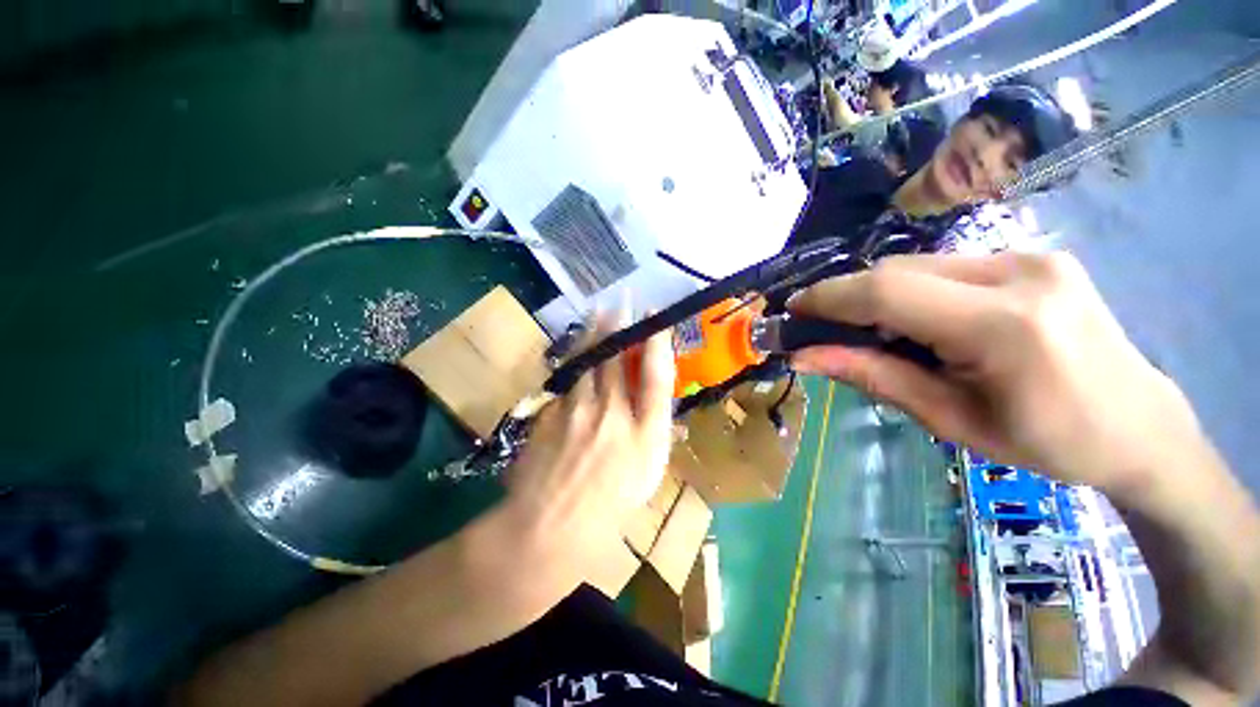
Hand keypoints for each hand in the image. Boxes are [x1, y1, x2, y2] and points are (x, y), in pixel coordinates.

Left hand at [499, 322, 675, 560]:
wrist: (549, 527)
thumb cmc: (608, 506)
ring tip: (599, 311)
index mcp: (645, 435)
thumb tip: (664, 408)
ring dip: (595, 333)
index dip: (658, 342)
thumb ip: (657, 435)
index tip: (656, 317)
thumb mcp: (648, 475)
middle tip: (622, 300)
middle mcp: (614, 415)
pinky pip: (567, 380)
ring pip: (588, 361)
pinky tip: (577, 351)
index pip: (656, 376)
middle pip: (618, 359)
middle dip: (621, 325)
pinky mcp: (551, 411)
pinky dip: (574, 361)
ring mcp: (578, 410)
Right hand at [789, 252, 1201, 492]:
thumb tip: (804, 357)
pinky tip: (919, 322)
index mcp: (1004, 325)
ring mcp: (1031, 257)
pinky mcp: (1033, 257)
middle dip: (850, 298)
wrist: (1140, 425)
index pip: (888, 291)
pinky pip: (946, 267)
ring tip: (876, 334)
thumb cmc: (1047, 441)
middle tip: (825, 329)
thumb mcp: (949, 419)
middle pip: (899, 270)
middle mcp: (1019, 273)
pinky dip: (912, 291)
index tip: (792, 310)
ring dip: (881, 296)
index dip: (829, 297)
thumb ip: (872, 376)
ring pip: (919, 265)